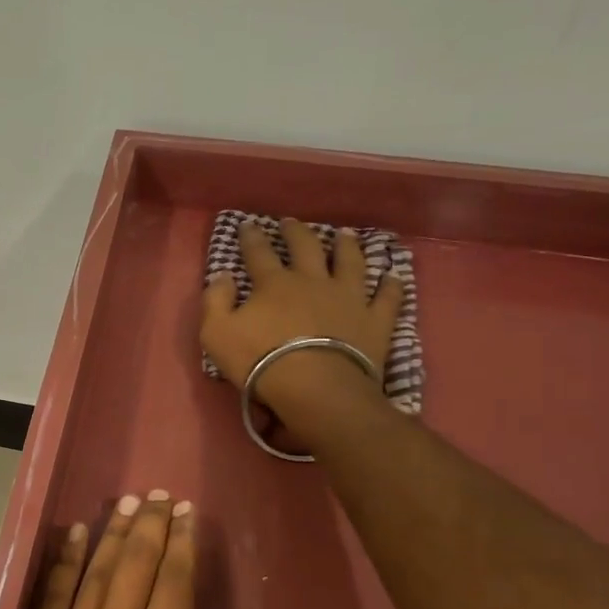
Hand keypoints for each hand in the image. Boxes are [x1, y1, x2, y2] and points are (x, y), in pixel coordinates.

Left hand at [0, 494, 252, 608]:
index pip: (175, 588)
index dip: (183, 547)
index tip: (188, 514)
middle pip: (137, 568)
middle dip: (152, 526)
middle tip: (161, 494)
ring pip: (97, 573)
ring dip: (115, 534)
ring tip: (128, 503)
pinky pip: (51, 596)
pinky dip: (65, 561)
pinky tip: (76, 534)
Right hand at [201, 221, 401, 442]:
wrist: (315, 387)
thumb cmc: (259, 360)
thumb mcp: (216, 333)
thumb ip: (215, 301)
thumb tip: (222, 276)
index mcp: (274, 283)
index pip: (259, 253)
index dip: (251, 237)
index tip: (247, 224)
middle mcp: (313, 281)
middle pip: (306, 247)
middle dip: (296, 232)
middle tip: (291, 222)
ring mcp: (348, 297)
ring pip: (350, 262)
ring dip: (347, 247)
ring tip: (345, 235)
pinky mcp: (375, 320)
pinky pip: (387, 298)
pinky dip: (391, 286)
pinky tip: (393, 276)